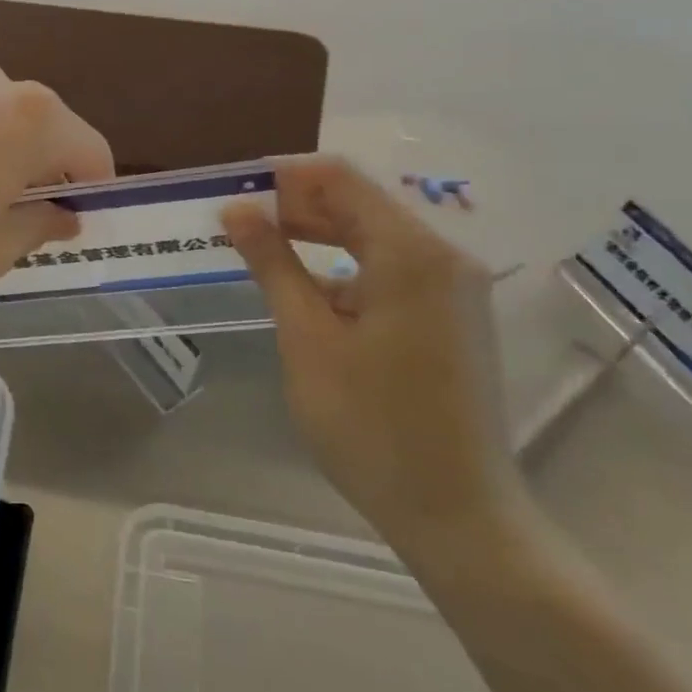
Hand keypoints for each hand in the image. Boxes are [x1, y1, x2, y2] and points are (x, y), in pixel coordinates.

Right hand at [223, 158, 527, 562]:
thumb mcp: (307, 337)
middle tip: (235, 225)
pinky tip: (304, 288)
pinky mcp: (450, 314)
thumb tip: (236, 210)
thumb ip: (272, 263)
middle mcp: (442, 256)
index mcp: (411, 252)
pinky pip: (389, 268)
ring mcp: (452, 287)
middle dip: (294, 206)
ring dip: (315, 235)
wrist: (458, 514)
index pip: (338, 178)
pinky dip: (342, 266)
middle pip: (358, 202)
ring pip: (372, 235)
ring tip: (258, 251)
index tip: (233, 192)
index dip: (282, 176)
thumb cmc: (371, 424)